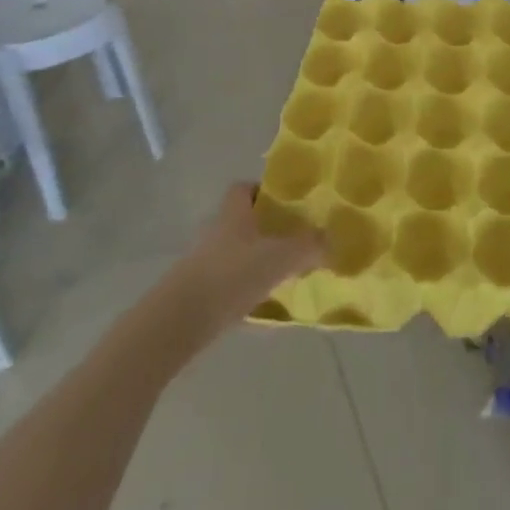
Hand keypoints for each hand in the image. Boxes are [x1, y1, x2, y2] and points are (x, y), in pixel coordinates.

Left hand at [172, 183, 325, 329]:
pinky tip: (265, 309)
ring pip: (236, 254)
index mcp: (233, 213)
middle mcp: (216, 232)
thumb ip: (308, 247)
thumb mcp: (280, 257)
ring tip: (285, 276)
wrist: (179, 321)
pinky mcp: (198, 294)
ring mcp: (204, 264)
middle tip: (294, 241)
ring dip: (256, 262)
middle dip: (266, 230)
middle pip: (242, 222)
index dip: (264, 191)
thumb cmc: (231, 275)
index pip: (244, 188)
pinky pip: (229, 286)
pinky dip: (246, 292)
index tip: (286, 204)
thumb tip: (329, 240)